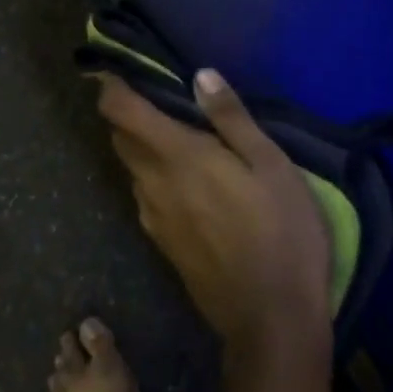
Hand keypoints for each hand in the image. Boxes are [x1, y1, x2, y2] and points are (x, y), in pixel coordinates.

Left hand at [97, 69, 331, 356]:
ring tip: (171, 133)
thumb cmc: (281, 232)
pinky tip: (183, 180)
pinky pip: (145, 197)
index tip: (114, 71)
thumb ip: (231, 118)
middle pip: (120, 139)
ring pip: (132, 169)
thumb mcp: (271, 164)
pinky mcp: (163, 244)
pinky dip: (152, 176)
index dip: (111, 88)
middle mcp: (153, 184)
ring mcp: (154, 218)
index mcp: (177, 156)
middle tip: (152, 96)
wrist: (270, 320)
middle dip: (125, 114)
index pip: (122, 112)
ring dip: (139, 146)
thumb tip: (200, 76)